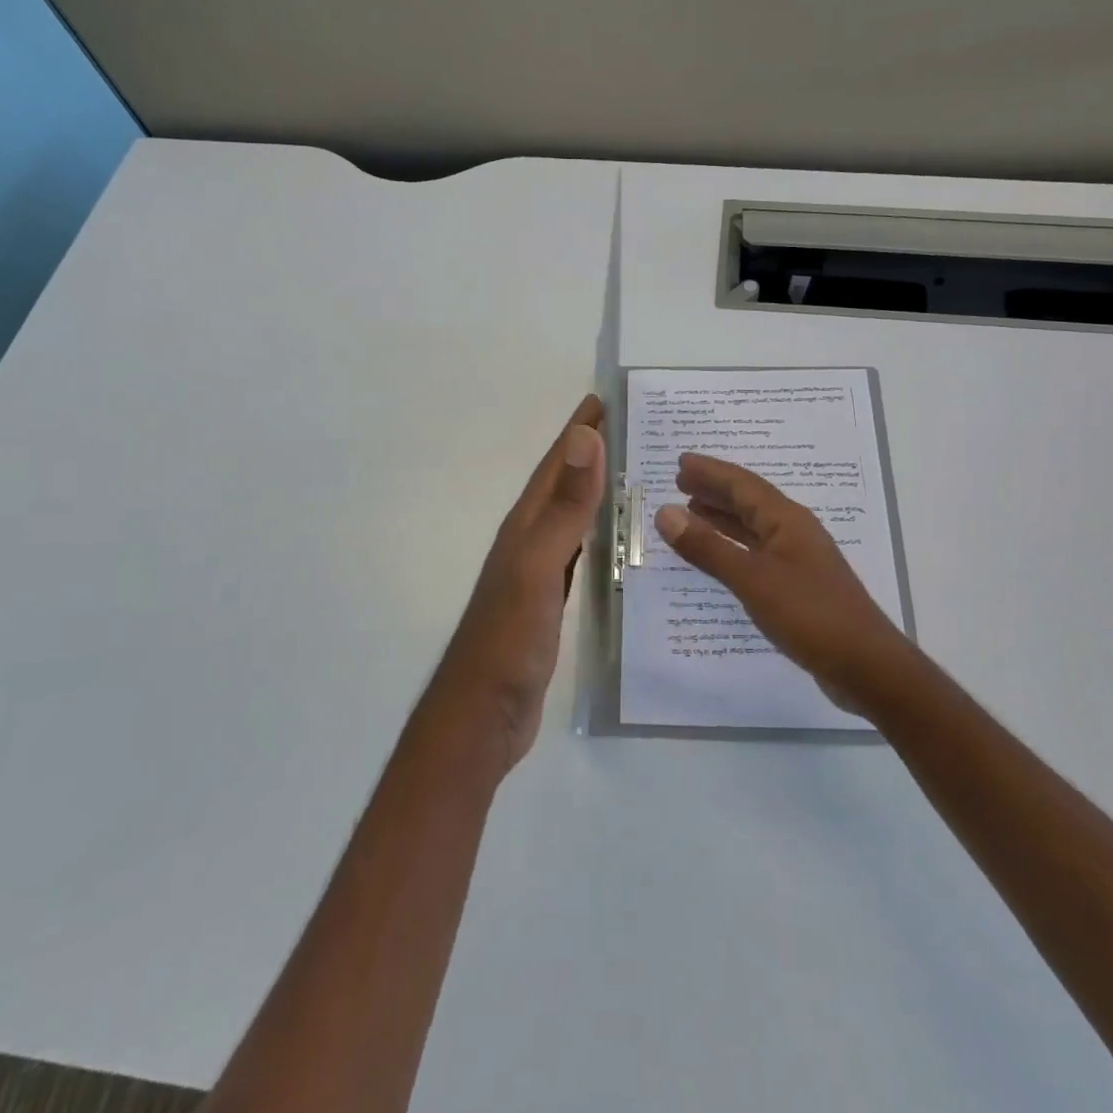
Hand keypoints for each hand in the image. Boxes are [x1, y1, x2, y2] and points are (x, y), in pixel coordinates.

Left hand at [428, 395, 605, 772]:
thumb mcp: (539, 566)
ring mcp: (538, 574)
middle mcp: (529, 542)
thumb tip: (584, 437)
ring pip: (571, 519)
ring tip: (630, 477)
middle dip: (589, 454)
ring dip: (594, 493)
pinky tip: (615, 543)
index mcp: (525, 526)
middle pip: (562, 486)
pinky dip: (597, 537)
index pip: (555, 465)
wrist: (482, 714)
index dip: (577, 431)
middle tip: (630, 431)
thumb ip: (564, 507)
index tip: (603, 399)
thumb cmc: (509, 638)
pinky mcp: (549, 604)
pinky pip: (579, 555)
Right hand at [653, 453, 917, 711]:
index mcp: (786, 520)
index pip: (742, 485)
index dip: (711, 472)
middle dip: (715, 489)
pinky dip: (733, 547)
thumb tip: (665, 512)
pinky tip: (720, 556)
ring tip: (692, 510)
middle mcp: (794, 532)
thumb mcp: (752, 579)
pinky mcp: (798, 586)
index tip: (681, 461)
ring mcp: (799, 560)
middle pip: (749, 501)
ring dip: (723, 516)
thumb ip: (708, 547)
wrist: (866, 666)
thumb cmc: (809, 614)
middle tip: (681, 481)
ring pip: (754, 527)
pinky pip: (757, 552)